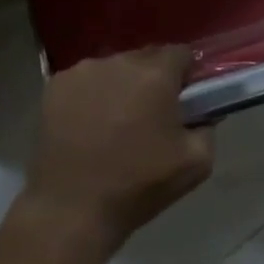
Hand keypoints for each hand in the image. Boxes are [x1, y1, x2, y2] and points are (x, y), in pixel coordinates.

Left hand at [21, 46, 214, 255]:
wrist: (71, 210)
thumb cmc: (137, 185)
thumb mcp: (196, 163)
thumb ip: (208, 128)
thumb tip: (201, 114)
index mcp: (155, 74)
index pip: (181, 54)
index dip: (185, 75)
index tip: (182, 99)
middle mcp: (118, 61)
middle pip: (145, 58)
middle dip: (151, 80)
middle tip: (149, 115)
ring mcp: (82, 71)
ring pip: (113, 69)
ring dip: (120, 86)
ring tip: (114, 123)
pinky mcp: (55, 86)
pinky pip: (84, 81)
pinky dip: (90, 96)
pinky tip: (86, 125)